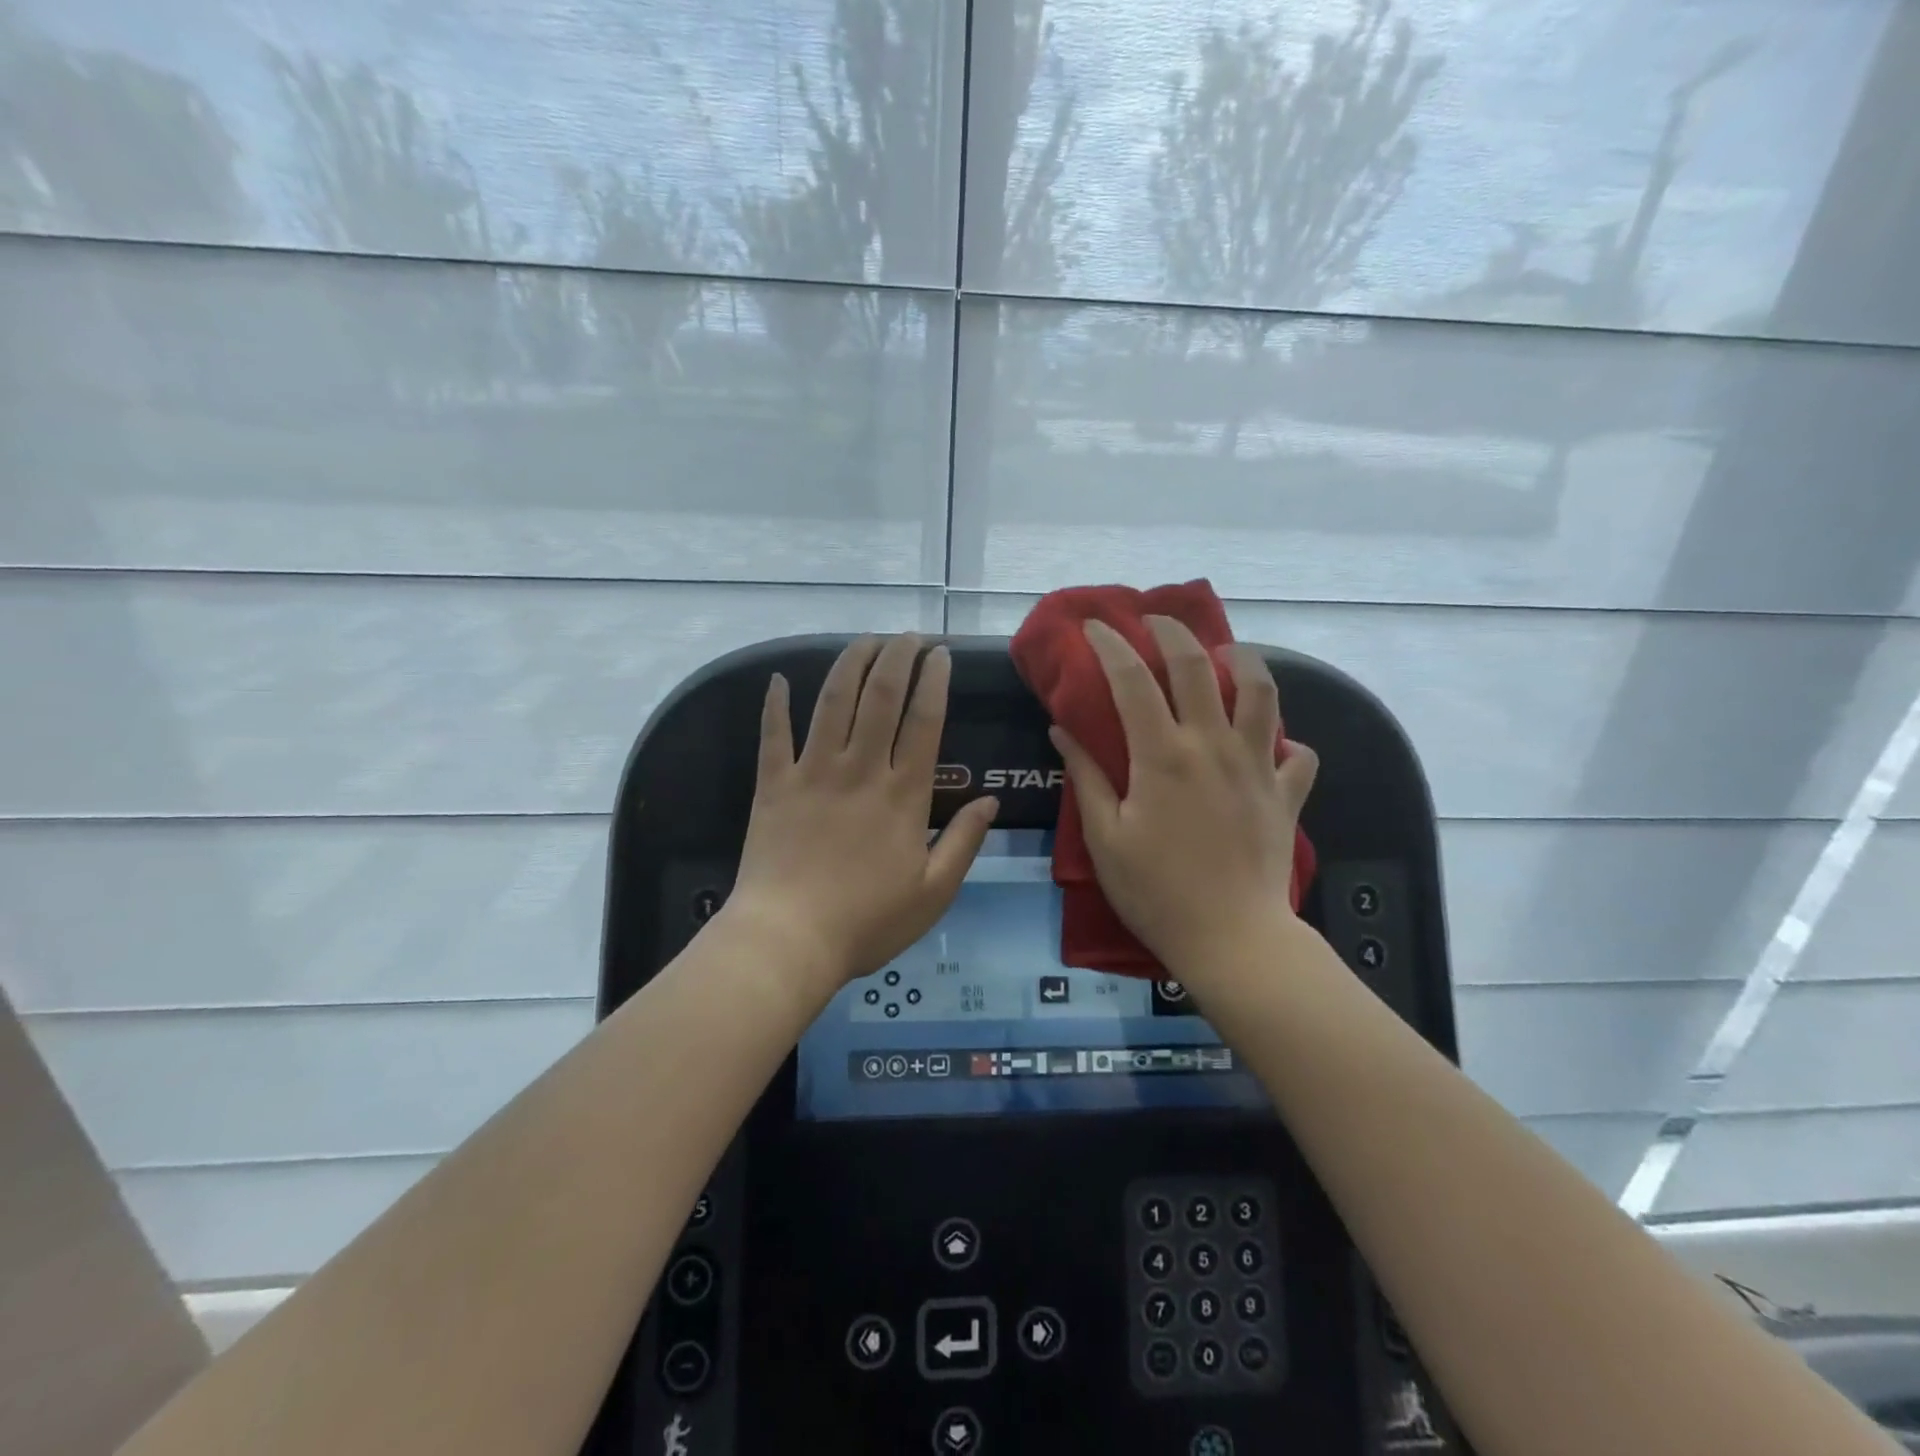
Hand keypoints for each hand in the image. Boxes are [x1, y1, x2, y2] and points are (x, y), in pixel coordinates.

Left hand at [723, 634, 999, 991]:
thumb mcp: (934, 892)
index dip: (934, 681)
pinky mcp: (773, 785)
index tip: (940, 654)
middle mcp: (860, 769)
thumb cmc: (867, 922)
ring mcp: (813, 772)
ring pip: (833, 701)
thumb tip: (990, 800)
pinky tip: (778, 679)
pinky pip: (773, 735)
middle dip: (897, 657)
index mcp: (903, 794)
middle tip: (908, 636)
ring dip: (851, 663)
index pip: (924, 721)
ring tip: (866, 640)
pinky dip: (775, 705)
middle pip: (880, 696)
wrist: (788, 940)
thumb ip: (965, 842)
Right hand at [1049, 617, 1317, 980]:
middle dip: (1173, 632)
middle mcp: (1213, 746)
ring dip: (1243, 661)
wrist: (1233, 939)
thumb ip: (1087, 777)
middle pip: (1198, 666)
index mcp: (1163, 755)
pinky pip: (1299, 753)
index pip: (1132, 680)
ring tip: (1225, 655)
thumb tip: (1062, 730)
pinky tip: (1270, 744)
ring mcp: (1258, 766)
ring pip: (1262, 692)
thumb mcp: (1105, 837)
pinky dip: (1286, 740)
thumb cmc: (1156, 891)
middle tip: (1155, 620)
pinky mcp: (1286, 793)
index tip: (1096, 626)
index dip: (1110, 645)